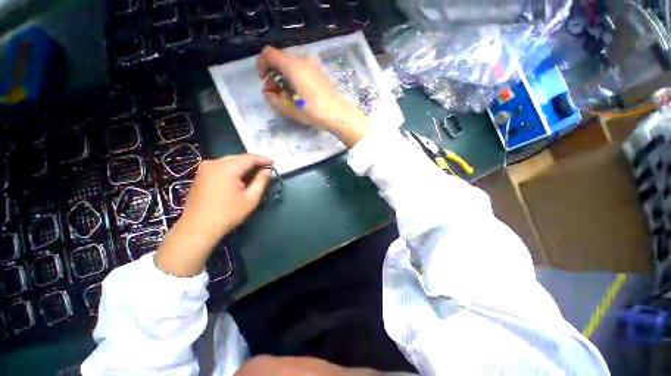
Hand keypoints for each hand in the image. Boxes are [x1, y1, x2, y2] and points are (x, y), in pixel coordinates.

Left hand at [155, 154, 271, 276]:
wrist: (197, 228)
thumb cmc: (228, 214)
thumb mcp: (251, 199)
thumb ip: (261, 181)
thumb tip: (267, 171)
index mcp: (227, 168)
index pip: (249, 158)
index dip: (262, 159)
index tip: (273, 162)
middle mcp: (214, 163)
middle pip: (238, 157)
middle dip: (253, 161)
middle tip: (265, 167)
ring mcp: (205, 168)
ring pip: (229, 161)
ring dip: (243, 165)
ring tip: (254, 171)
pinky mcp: (200, 174)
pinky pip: (221, 166)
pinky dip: (232, 168)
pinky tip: (239, 176)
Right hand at [257, 46, 368, 147]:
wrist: (338, 114)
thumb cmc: (313, 111)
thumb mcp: (289, 109)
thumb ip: (273, 99)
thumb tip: (268, 92)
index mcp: (292, 65)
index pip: (268, 53)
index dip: (261, 65)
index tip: (265, 81)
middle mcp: (302, 59)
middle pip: (281, 58)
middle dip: (274, 73)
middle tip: (276, 92)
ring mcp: (313, 64)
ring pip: (292, 64)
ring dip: (285, 75)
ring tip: (288, 94)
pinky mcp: (320, 71)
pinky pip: (303, 68)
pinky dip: (296, 76)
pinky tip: (300, 92)